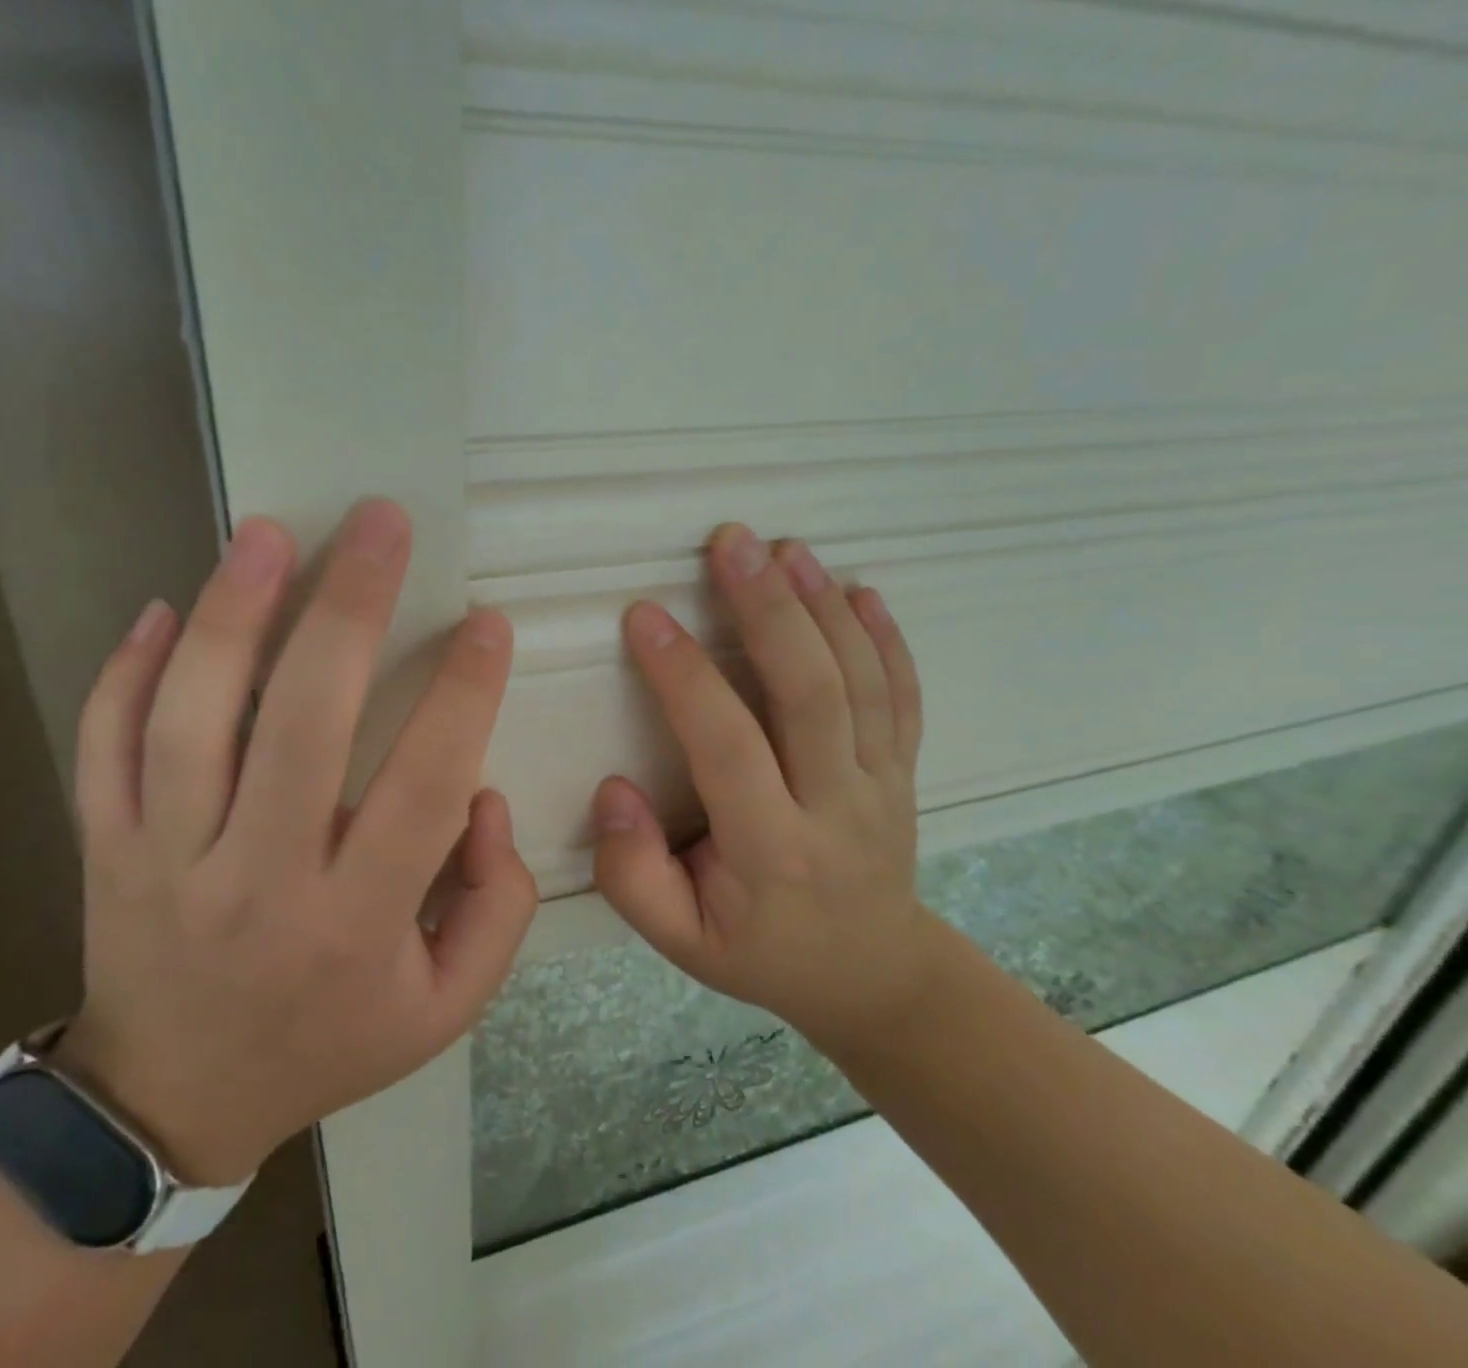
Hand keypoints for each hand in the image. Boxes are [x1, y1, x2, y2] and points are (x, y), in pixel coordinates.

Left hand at [55, 499, 537, 1185]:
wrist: (172, 1102)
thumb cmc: (326, 1043)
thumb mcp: (445, 1006)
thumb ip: (496, 906)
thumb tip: (482, 797)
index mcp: (356, 924)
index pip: (423, 788)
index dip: (462, 696)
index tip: (487, 622)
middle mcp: (258, 881)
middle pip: (303, 725)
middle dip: (350, 609)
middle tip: (381, 523)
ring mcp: (164, 861)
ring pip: (191, 720)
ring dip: (232, 614)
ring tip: (267, 533)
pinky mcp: (102, 849)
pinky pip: (103, 747)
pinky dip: (124, 673)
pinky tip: (163, 608)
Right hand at [593, 523, 931, 1048]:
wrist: (873, 975)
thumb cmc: (761, 952)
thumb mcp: (680, 943)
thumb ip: (632, 874)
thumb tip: (614, 789)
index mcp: (770, 851)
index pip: (726, 746)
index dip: (684, 676)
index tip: (644, 615)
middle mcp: (836, 807)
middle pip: (811, 693)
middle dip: (768, 609)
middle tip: (731, 543)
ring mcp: (882, 784)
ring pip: (861, 682)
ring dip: (822, 606)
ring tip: (784, 547)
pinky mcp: (904, 770)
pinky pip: (903, 696)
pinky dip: (885, 638)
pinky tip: (859, 588)